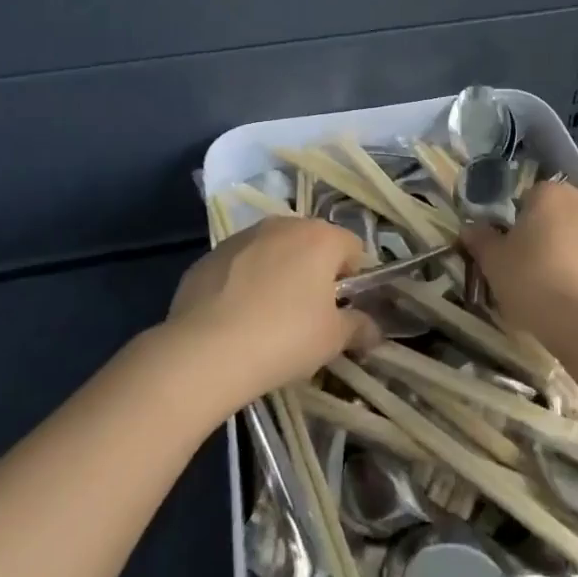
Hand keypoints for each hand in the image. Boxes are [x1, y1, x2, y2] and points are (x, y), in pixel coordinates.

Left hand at [166, 216, 378, 406]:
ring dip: (278, 274)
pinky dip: (244, 283)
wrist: (205, 351)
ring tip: (269, 317)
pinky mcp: (209, 256)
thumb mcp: (332, 340)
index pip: (353, 248)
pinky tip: (236, 319)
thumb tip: (372, 329)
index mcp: (320, 237)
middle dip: (314, 273)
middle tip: (309, 314)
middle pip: (311, 244)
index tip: (343, 310)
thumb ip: (358, 327)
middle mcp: (282, 225)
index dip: (354, 279)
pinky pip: (239, 266)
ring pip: (273, 251)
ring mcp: (242, 237)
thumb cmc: (284, 337)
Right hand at [459, 183, 577, 353]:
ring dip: (572, 253)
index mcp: (551, 194)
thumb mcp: (494, 263)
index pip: (529, 198)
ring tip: (558, 289)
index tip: (511, 251)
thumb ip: (481, 240)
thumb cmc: (534, 282)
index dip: (518, 223)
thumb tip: (470, 228)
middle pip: (559, 214)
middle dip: (547, 235)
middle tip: (531, 268)